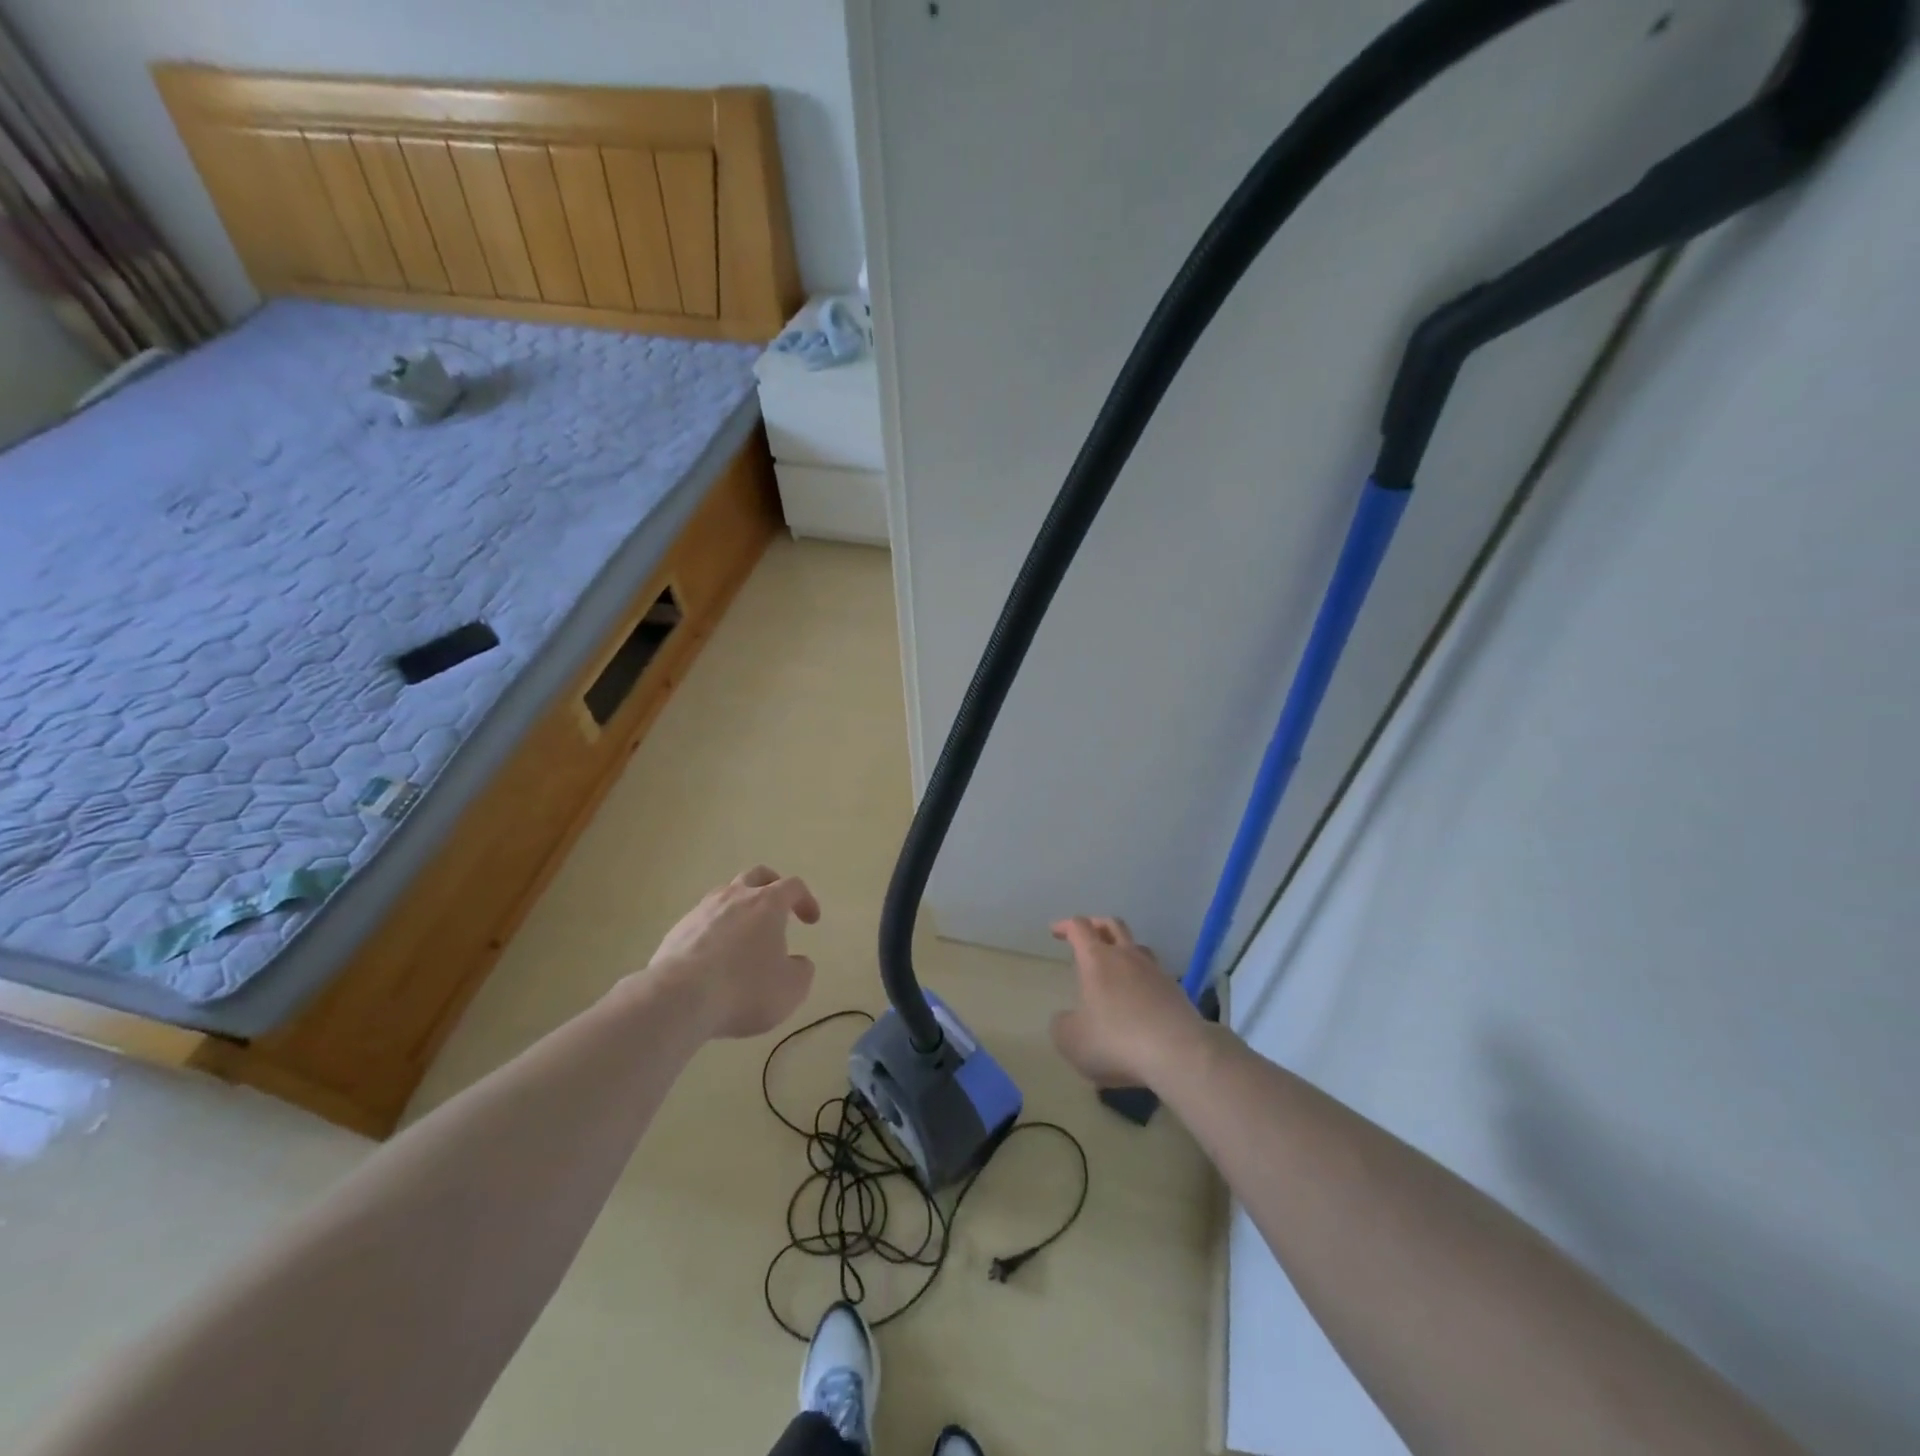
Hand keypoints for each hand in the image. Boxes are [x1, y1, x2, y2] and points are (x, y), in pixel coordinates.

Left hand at [644, 866, 820, 1038]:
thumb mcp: (791, 988)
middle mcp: (734, 897)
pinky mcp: (676, 931)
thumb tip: (798, 963)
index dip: (806, 900)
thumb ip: (801, 971)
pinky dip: (714, 932)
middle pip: (756, 876)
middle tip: (779, 907)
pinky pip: (702, 921)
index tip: (811, 921)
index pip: (793, 886)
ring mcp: (701, 911)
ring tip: (744, 936)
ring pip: (725, 896)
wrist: (678, 999)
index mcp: (767, 903)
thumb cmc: (745, 989)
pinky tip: (714, 958)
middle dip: (771, 886)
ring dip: (739, 909)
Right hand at [1050, 916, 1205, 1087]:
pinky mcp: (1177, 992)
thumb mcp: (1071, 1040)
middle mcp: (1127, 957)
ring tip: (1115, 964)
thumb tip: (1066, 1018)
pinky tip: (1139, 998)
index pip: (1080, 927)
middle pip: (1112, 925)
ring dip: (1123, 949)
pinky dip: (1143, 978)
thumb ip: (1062, 1024)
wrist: (1178, 1054)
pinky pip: (1155, 974)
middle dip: (1096, 925)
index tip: (1055, 931)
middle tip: (1086, 935)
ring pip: (1138, 947)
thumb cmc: (1116, 1041)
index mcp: (1097, 959)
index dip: (1066, 926)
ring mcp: (1156, 972)